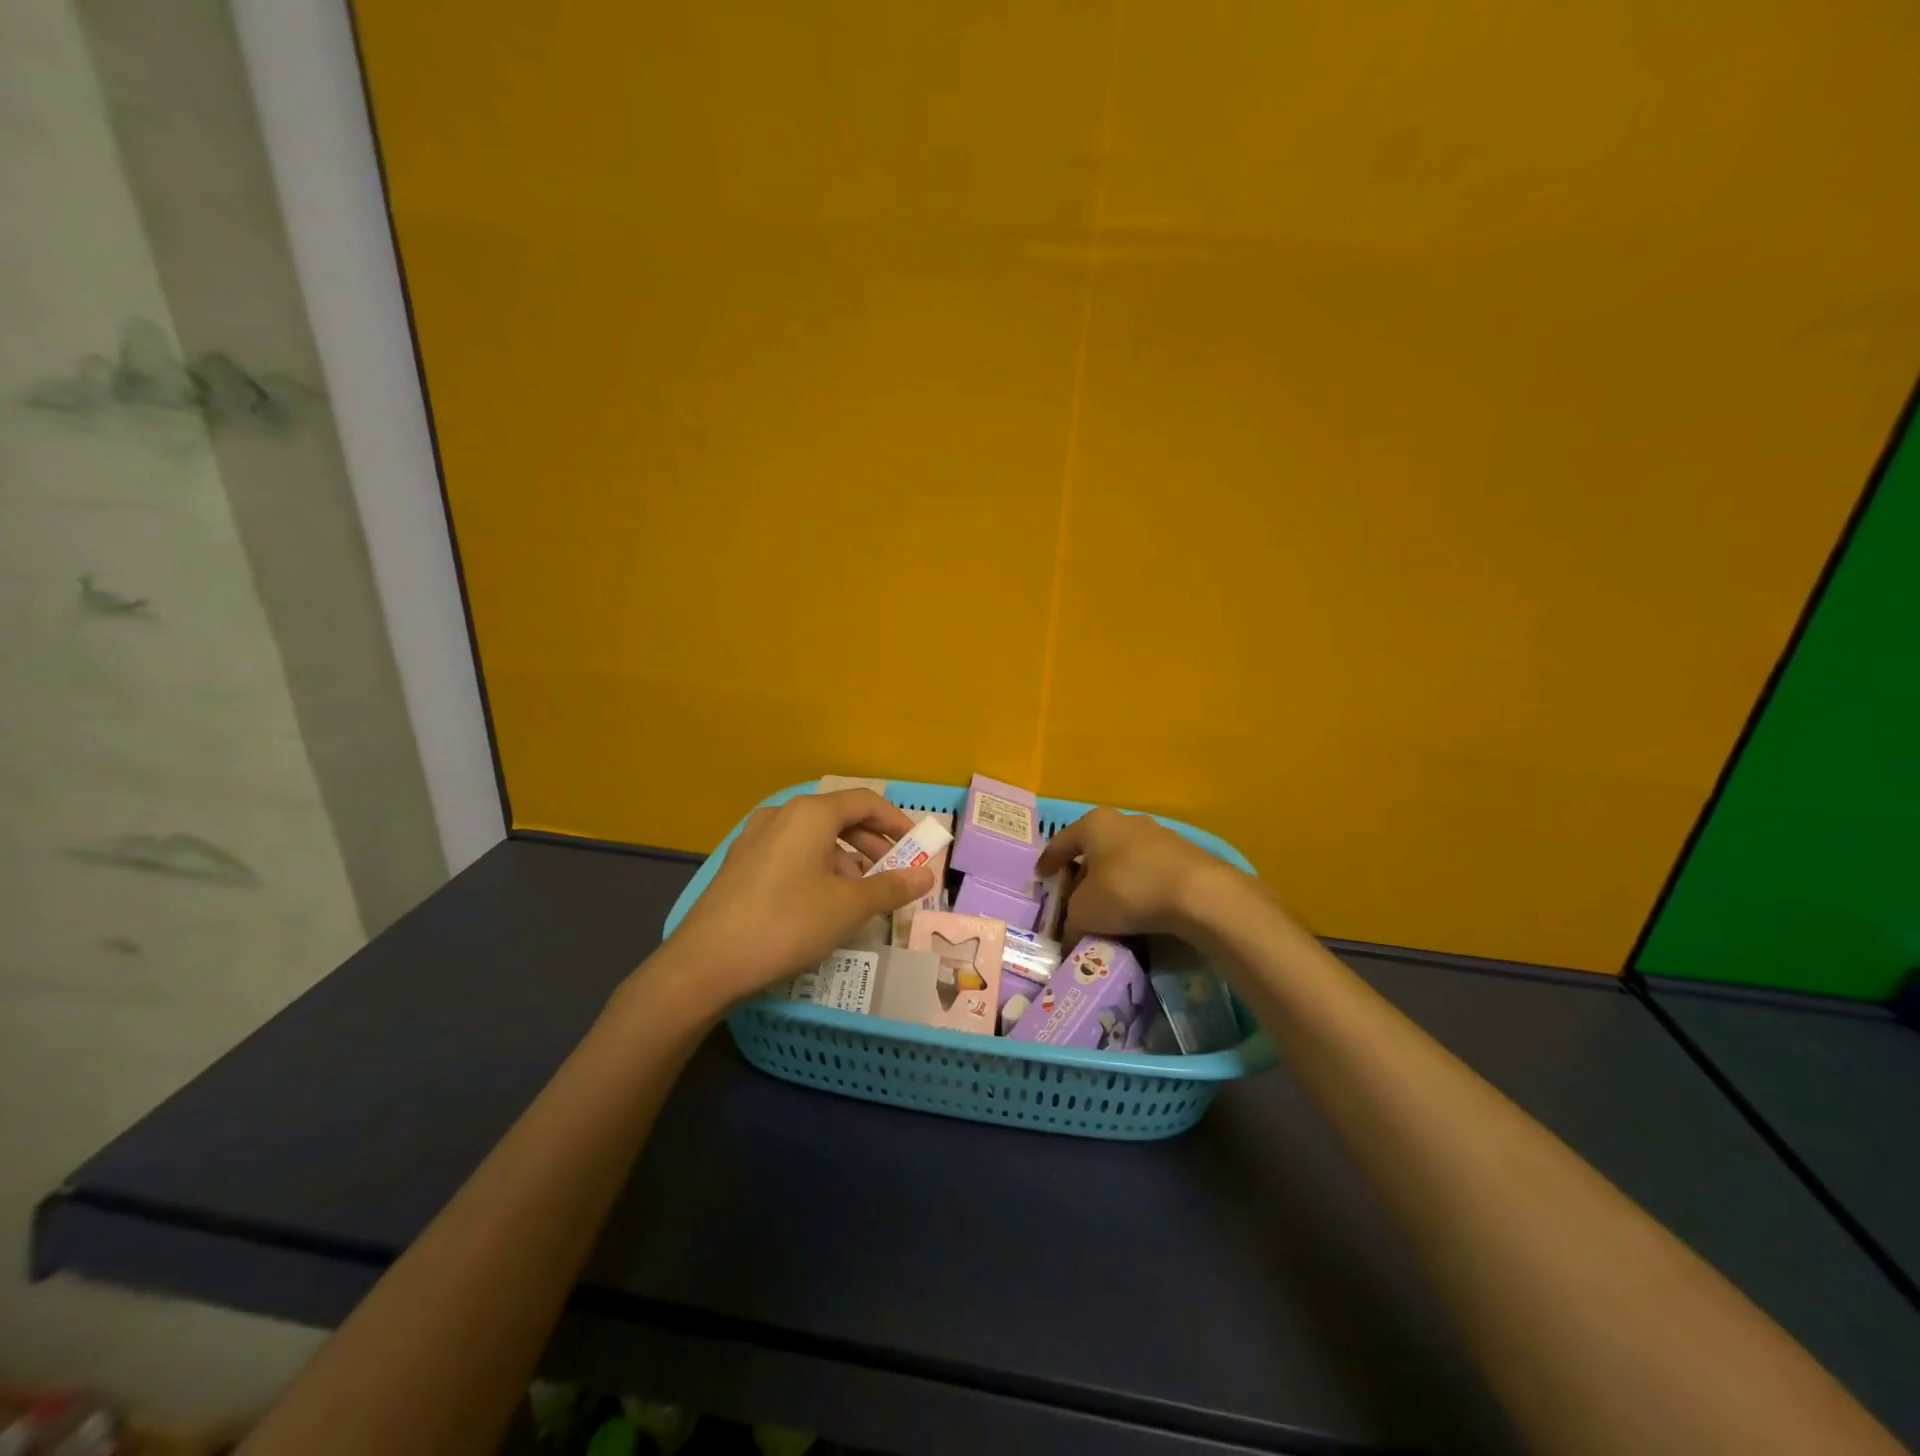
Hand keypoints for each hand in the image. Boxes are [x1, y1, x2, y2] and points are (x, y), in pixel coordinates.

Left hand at [657, 789, 934, 1010]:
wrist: (706, 963)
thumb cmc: (787, 924)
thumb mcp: (849, 908)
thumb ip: (892, 887)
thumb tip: (926, 876)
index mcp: (811, 814)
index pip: (865, 802)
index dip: (897, 822)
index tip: (917, 847)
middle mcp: (782, 814)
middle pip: (839, 817)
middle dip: (872, 844)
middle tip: (894, 873)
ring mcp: (755, 837)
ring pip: (814, 838)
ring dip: (845, 860)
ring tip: (860, 896)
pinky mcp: (741, 863)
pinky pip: (791, 853)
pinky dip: (817, 868)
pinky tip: (822, 903)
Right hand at [1036, 807, 1241, 942]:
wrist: (1198, 893)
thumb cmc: (1127, 890)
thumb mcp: (1085, 912)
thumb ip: (1071, 921)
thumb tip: (1072, 935)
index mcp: (1094, 823)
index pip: (1061, 842)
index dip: (1048, 862)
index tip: (1041, 878)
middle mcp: (1125, 821)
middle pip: (1095, 849)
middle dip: (1083, 873)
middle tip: (1075, 898)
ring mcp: (1158, 835)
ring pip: (1124, 859)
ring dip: (1114, 881)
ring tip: (1110, 908)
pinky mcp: (1184, 854)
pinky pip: (1149, 871)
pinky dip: (1139, 888)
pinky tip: (1140, 910)